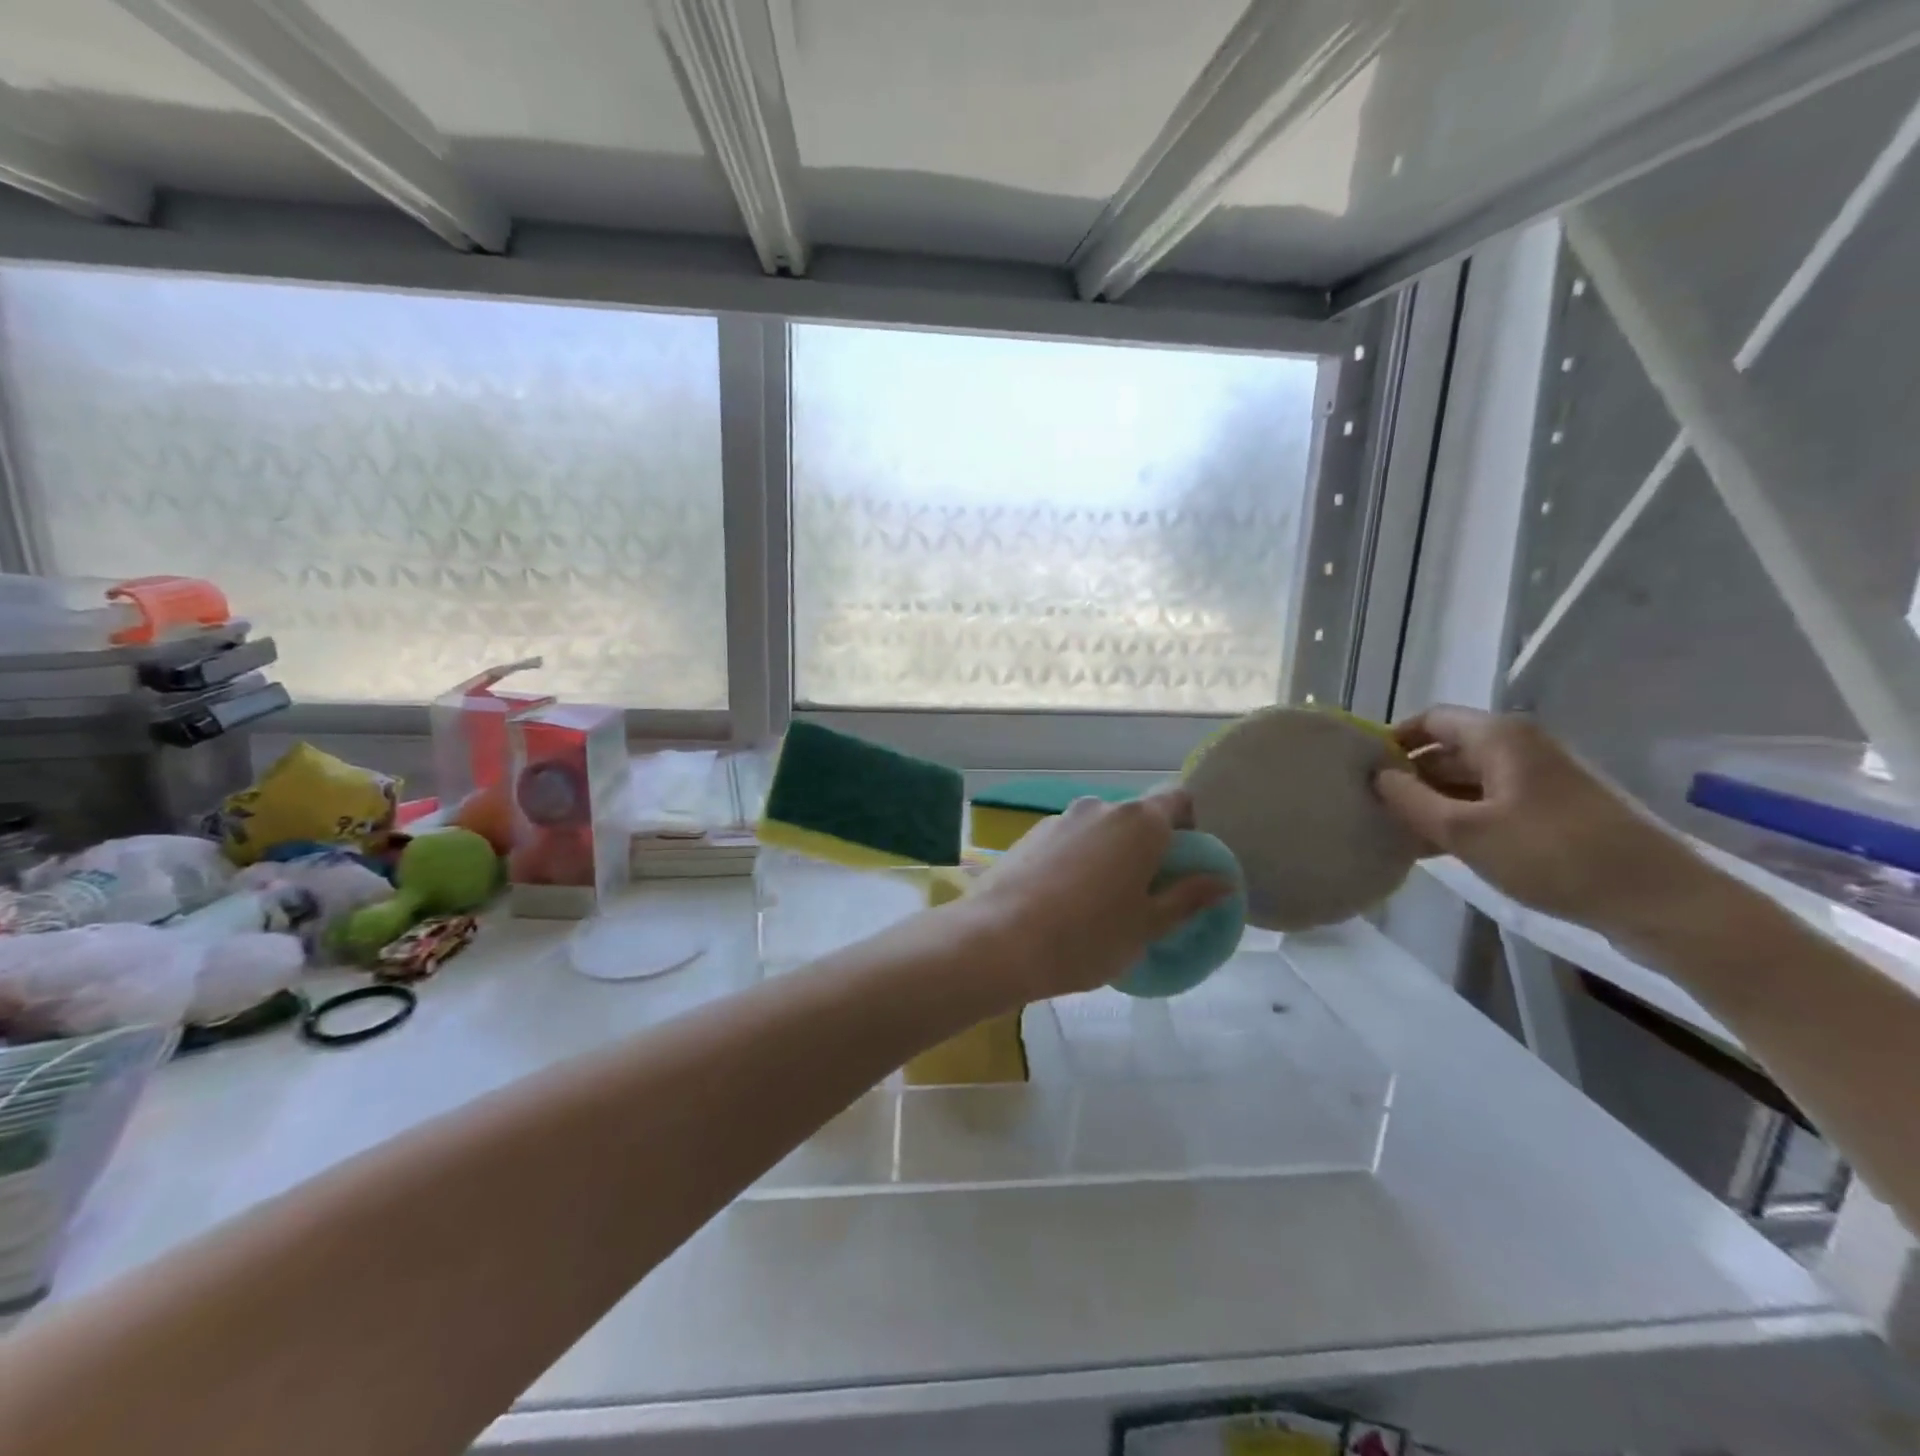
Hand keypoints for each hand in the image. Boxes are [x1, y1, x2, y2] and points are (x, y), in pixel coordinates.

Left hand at [960, 792, 1234, 1001]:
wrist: (999, 940)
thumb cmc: (1087, 937)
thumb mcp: (1148, 926)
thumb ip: (1188, 897)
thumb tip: (1223, 880)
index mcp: (1139, 822)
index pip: (1178, 800)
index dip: (1190, 825)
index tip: (1187, 863)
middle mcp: (1101, 807)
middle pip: (1138, 816)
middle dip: (1148, 846)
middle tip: (1146, 893)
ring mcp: (1061, 818)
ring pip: (1100, 829)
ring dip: (1110, 854)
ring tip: (1100, 902)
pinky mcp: (1030, 834)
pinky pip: (1069, 840)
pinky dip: (1078, 859)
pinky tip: (1064, 900)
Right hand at [1372, 706, 1719, 944]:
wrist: (1660, 901)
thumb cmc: (1554, 855)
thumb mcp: (1465, 831)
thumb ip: (1411, 801)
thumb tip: (1378, 777)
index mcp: (1500, 736)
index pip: (1430, 719)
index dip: (1393, 741)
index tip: (1362, 772)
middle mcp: (1520, 747)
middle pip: (1448, 750)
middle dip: (1410, 777)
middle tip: (1372, 808)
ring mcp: (1540, 779)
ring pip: (1468, 780)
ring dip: (1433, 803)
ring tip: (1396, 833)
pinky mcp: (1554, 811)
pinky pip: (1492, 803)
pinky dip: (1461, 819)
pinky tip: (1436, 848)